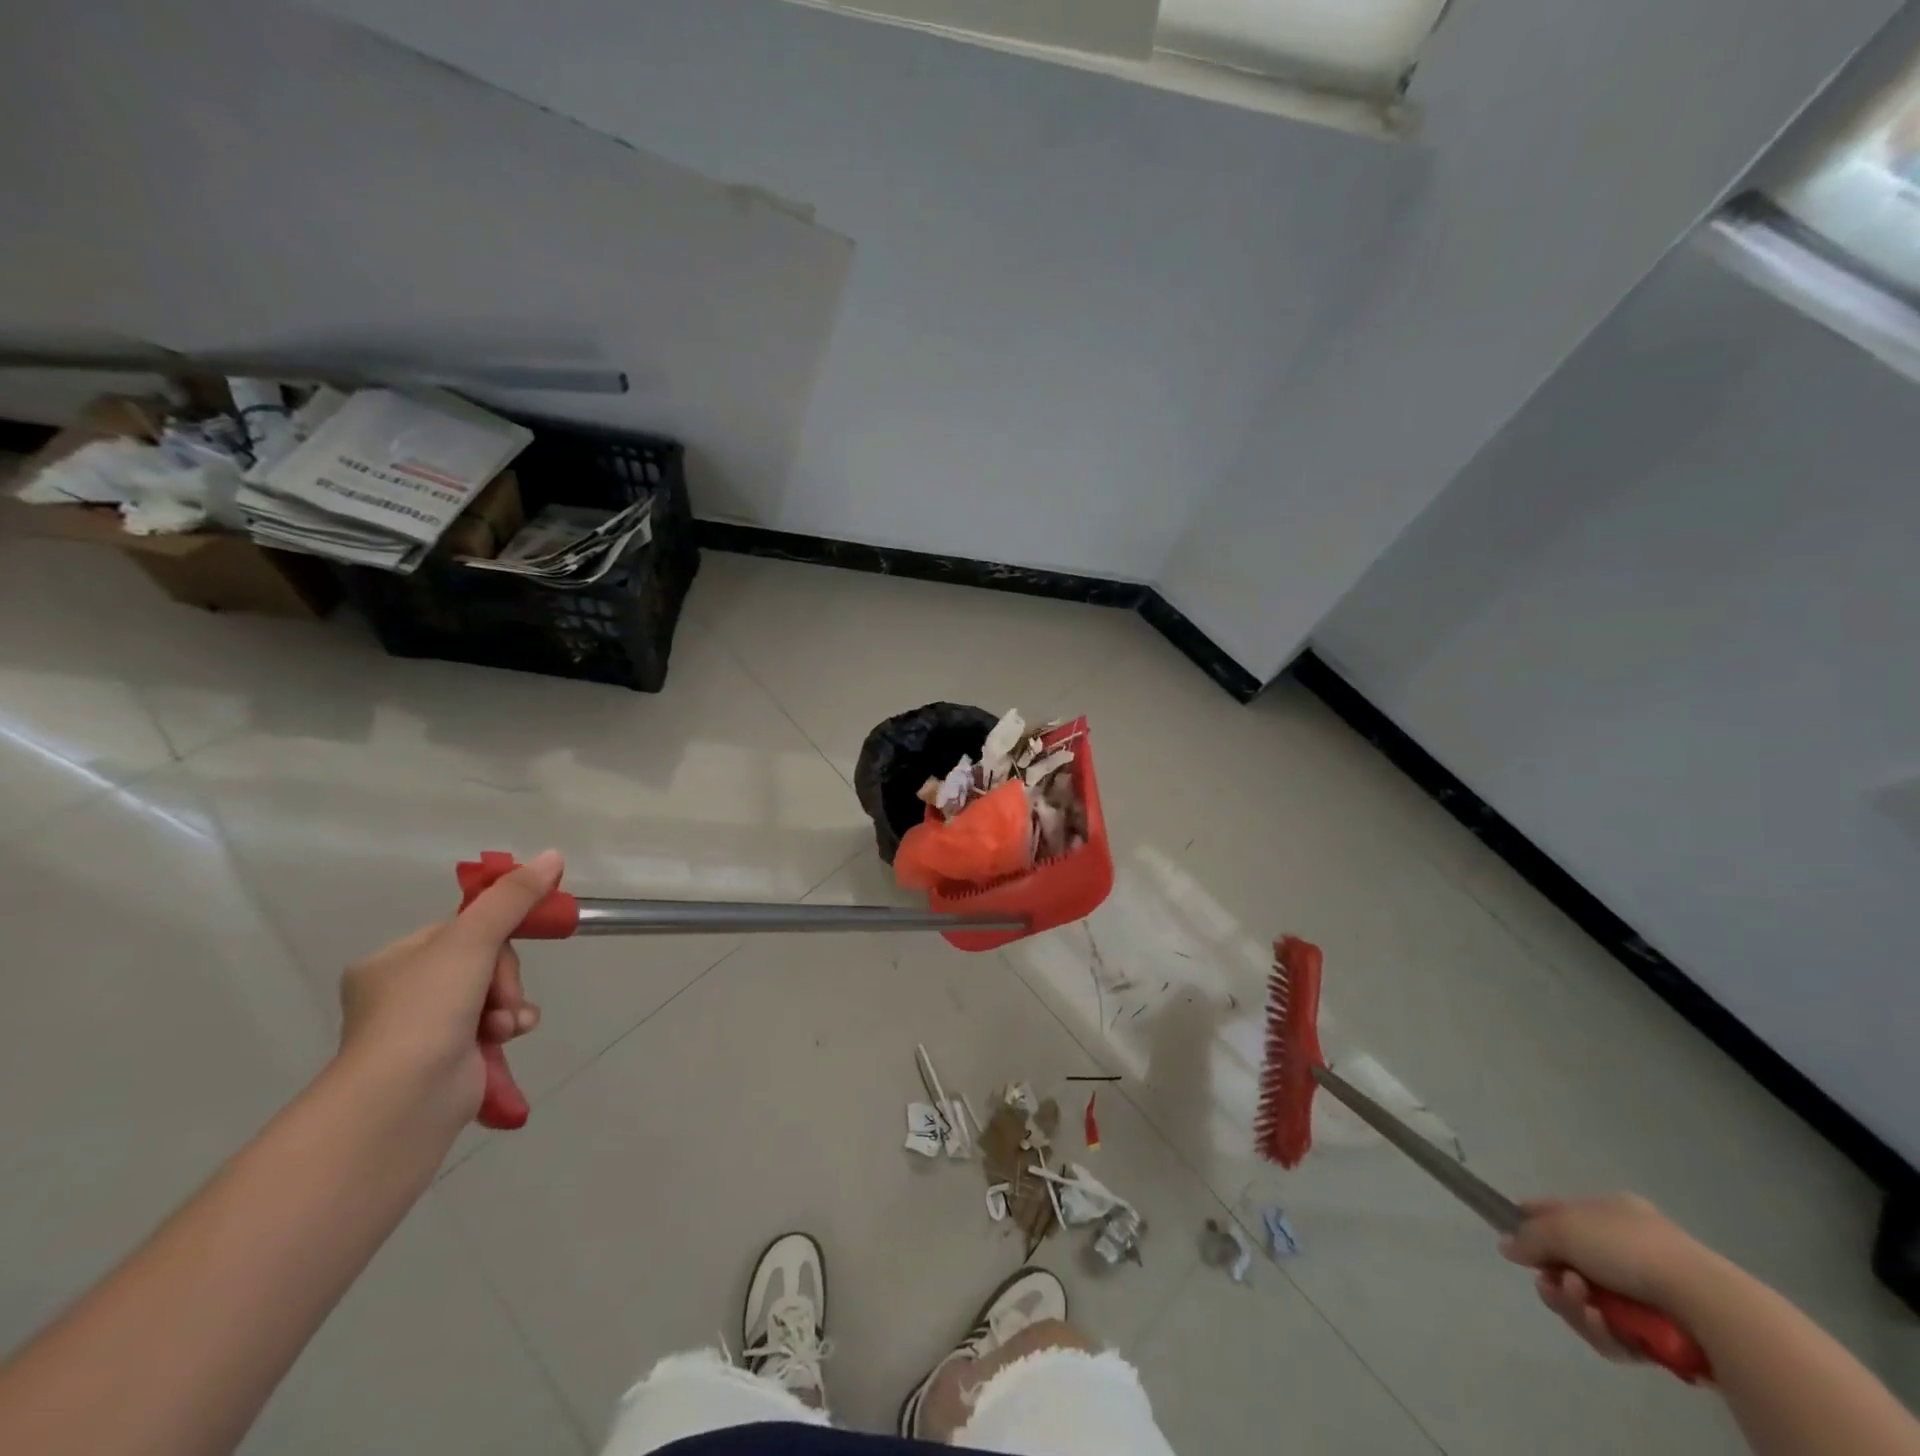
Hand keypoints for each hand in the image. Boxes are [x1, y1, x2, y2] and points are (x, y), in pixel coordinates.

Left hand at [337, 850, 561, 1122]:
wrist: (403, 1099)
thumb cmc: (426, 1009)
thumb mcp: (472, 939)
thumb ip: (513, 898)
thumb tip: (553, 855)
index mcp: (391, 962)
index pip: (461, 930)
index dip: (495, 934)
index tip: (515, 938)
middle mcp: (403, 994)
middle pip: (483, 961)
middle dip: (504, 977)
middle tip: (500, 995)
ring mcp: (425, 1031)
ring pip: (494, 995)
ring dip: (511, 1004)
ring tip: (506, 1025)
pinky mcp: (449, 1060)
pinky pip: (494, 1027)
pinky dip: (509, 1028)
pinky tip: (509, 1037)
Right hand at [1500, 1195, 1714, 1361]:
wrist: (1705, 1305)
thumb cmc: (1628, 1250)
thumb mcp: (1564, 1229)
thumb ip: (1529, 1236)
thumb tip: (1507, 1246)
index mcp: (1610, 1212)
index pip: (1558, 1212)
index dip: (1530, 1224)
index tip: (1512, 1241)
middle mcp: (1627, 1247)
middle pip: (1569, 1264)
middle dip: (1556, 1279)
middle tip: (1552, 1285)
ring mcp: (1647, 1291)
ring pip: (1588, 1302)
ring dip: (1576, 1306)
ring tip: (1584, 1306)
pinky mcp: (1659, 1333)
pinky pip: (1615, 1332)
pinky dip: (1604, 1331)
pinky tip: (1606, 1326)